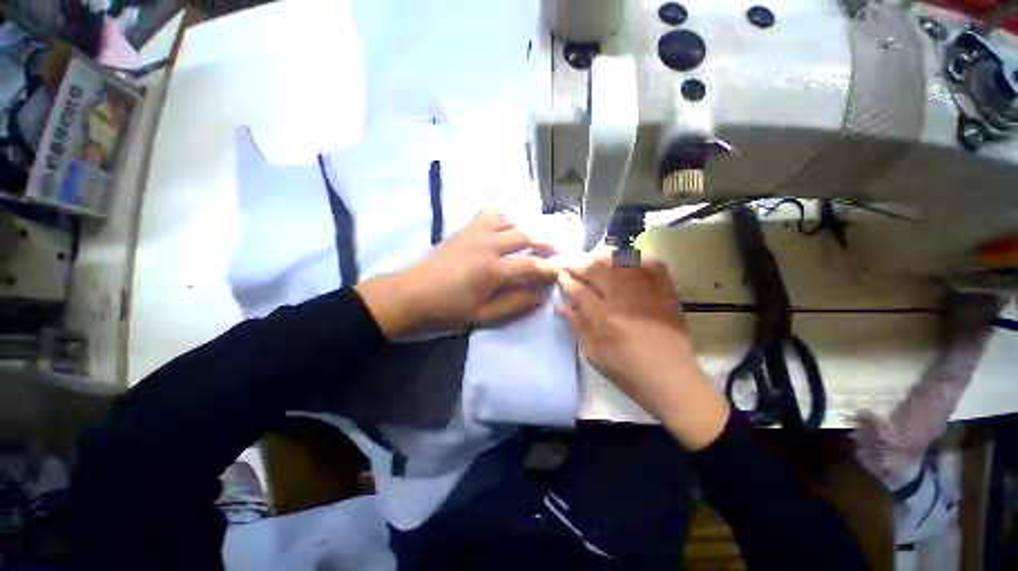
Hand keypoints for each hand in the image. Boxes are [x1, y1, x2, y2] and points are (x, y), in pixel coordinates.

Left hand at [356, 209, 558, 338]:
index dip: (549, 268)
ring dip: (528, 225)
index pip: (531, 264)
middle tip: (555, 250)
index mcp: (493, 270)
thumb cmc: (448, 309)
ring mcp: (476, 231)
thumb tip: (541, 294)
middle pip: (526, 235)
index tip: (562, 269)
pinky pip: (489, 209)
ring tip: (537, 234)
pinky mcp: (466, 226)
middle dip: (545, 242)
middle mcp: (489, 244)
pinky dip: (502, 202)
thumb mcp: (484, 315)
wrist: (412, 293)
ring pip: (511, 219)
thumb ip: (515, 304)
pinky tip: (510, 199)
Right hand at [558, 255, 728, 449]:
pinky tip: (630, 262)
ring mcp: (649, 295)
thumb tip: (563, 306)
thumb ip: (577, 327)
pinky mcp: (668, 296)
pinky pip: (655, 268)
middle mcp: (625, 301)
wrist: (673, 382)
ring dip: (606, 258)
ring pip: (624, 264)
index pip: (580, 291)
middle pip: (600, 271)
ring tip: (595, 259)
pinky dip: (640, 260)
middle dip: (582, 265)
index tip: (560, 274)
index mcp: (605, 319)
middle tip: (572, 264)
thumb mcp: (594, 355)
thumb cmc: (628, 372)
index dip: (567, 281)